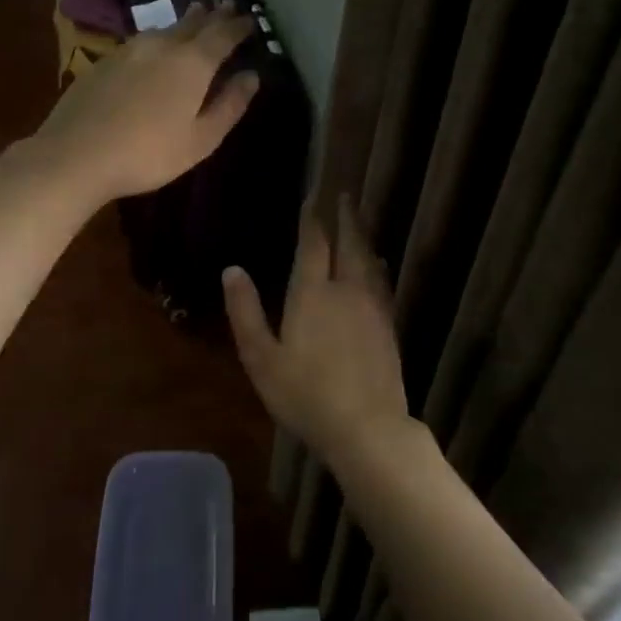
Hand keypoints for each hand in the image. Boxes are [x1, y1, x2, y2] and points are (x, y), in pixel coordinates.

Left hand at [32, 1, 259, 205]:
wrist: (75, 155)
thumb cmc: (148, 154)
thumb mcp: (201, 140)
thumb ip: (229, 105)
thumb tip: (251, 77)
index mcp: (192, 63)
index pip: (223, 34)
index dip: (239, 26)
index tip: (251, 20)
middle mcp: (162, 45)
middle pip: (194, 23)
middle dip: (213, 15)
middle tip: (226, 5)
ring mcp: (129, 50)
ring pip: (165, 28)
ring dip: (185, 22)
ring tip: (196, 17)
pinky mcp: (104, 61)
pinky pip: (141, 41)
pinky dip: (158, 39)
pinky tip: (155, 47)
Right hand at [223, 194, 411, 464]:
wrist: (367, 426)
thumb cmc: (305, 395)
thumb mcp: (261, 358)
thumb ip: (246, 312)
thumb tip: (232, 270)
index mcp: (313, 293)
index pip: (313, 244)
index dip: (313, 218)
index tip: (314, 195)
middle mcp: (346, 290)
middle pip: (348, 243)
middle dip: (345, 216)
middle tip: (343, 193)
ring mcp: (373, 307)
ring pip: (368, 259)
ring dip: (362, 235)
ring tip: (358, 221)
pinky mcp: (388, 325)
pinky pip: (381, 281)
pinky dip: (376, 264)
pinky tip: (376, 265)